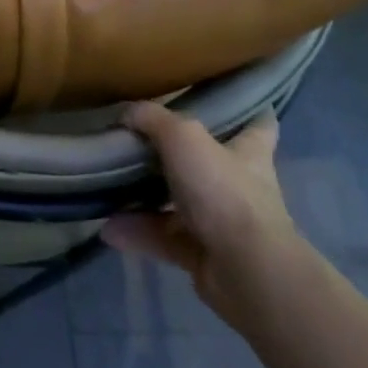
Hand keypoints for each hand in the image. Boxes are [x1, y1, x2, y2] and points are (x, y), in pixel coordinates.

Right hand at [102, 106, 304, 325]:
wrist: (245, 270)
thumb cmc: (223, 191)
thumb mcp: (183, 137)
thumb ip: (152, 119)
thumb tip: (126, 113)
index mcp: (248, 152)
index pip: (259, 124)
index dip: (247, 109)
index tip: (225, 98)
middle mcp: (239, 185)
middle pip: (209, 163)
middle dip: (177, 155)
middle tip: (139, 141)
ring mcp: (223, 223)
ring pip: (179, 203)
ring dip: (144, 198)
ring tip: (108, 187)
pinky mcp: (204, 254)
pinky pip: (164, 238)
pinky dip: (137, 233)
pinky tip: (109, 228)